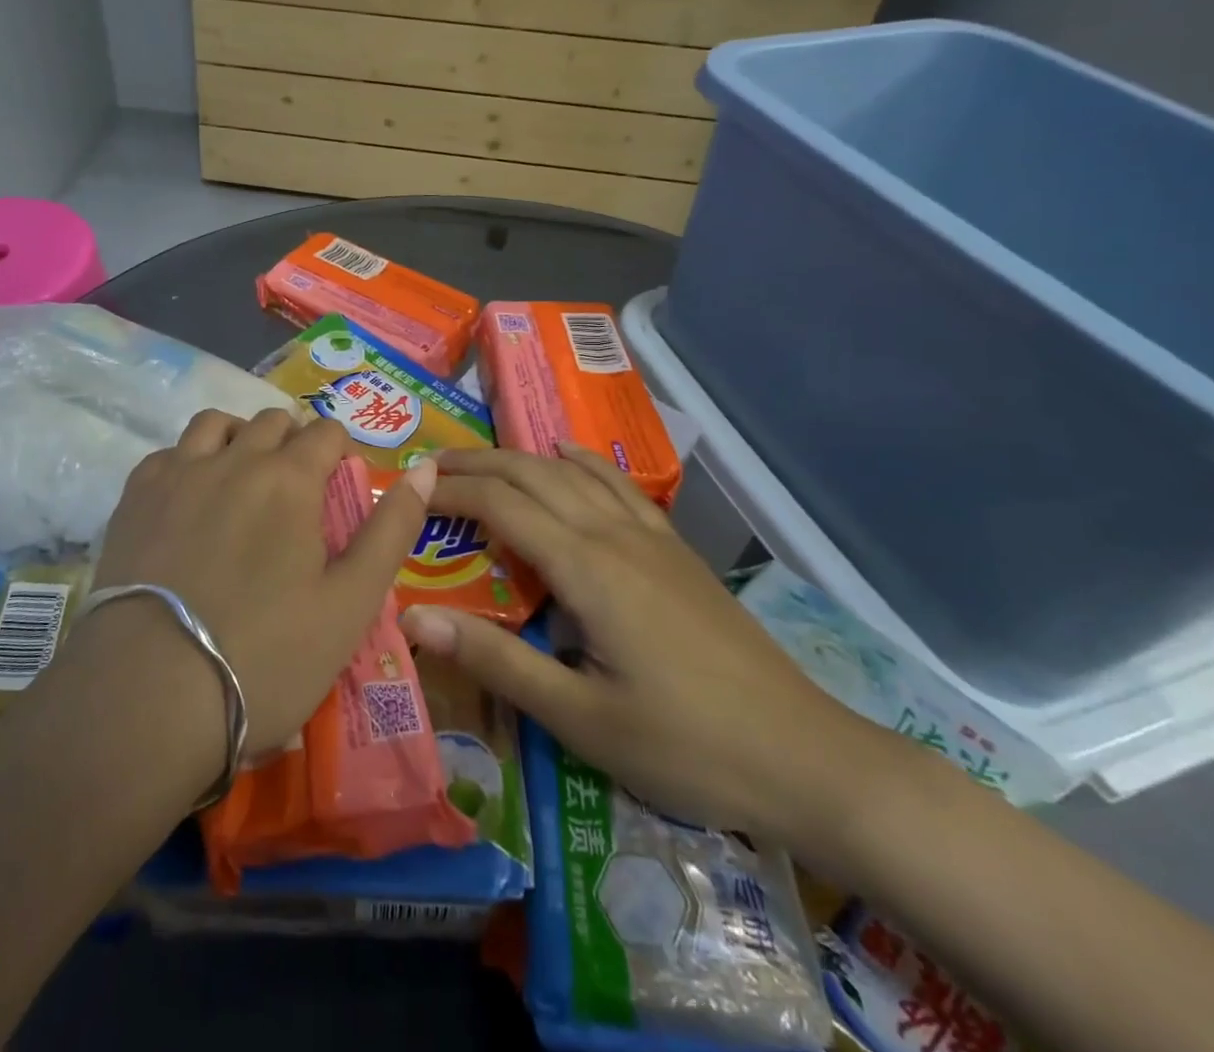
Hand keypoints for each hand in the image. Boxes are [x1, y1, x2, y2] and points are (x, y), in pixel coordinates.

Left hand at [84, 408, 433, 761]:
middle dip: (294, 442)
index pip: (326, 432)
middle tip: (297, 491)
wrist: (148, 699)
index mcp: (290, 478)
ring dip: (240, 438)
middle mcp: (234, 459)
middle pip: (273, 421)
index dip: (341, 453)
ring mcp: (178, 474)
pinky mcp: (133, 498)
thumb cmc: (266, 657)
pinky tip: (191, 499)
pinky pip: (169, 452)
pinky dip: (190, 460)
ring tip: (245, 479)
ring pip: (216, 423)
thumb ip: (392, 529)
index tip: (340, 488)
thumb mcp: (351, 603)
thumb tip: (425, 467)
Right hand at [401, 446, 893, 850]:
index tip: (408, 492)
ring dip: (520, 459)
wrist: (806, 756)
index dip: (450, 492)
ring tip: (479, 462)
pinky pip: (617, 486)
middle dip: (476, 465)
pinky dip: (581, 463)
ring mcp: (650, 538)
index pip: (501, 505)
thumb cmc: (685, 745)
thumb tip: (414, 616)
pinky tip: (566, 458)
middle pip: (532, 475)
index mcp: (586, 568)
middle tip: (429, 468)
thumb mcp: (580, 718)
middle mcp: (614, 535)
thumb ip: (496, 659)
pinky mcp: (675, 551)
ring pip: (572, 474)